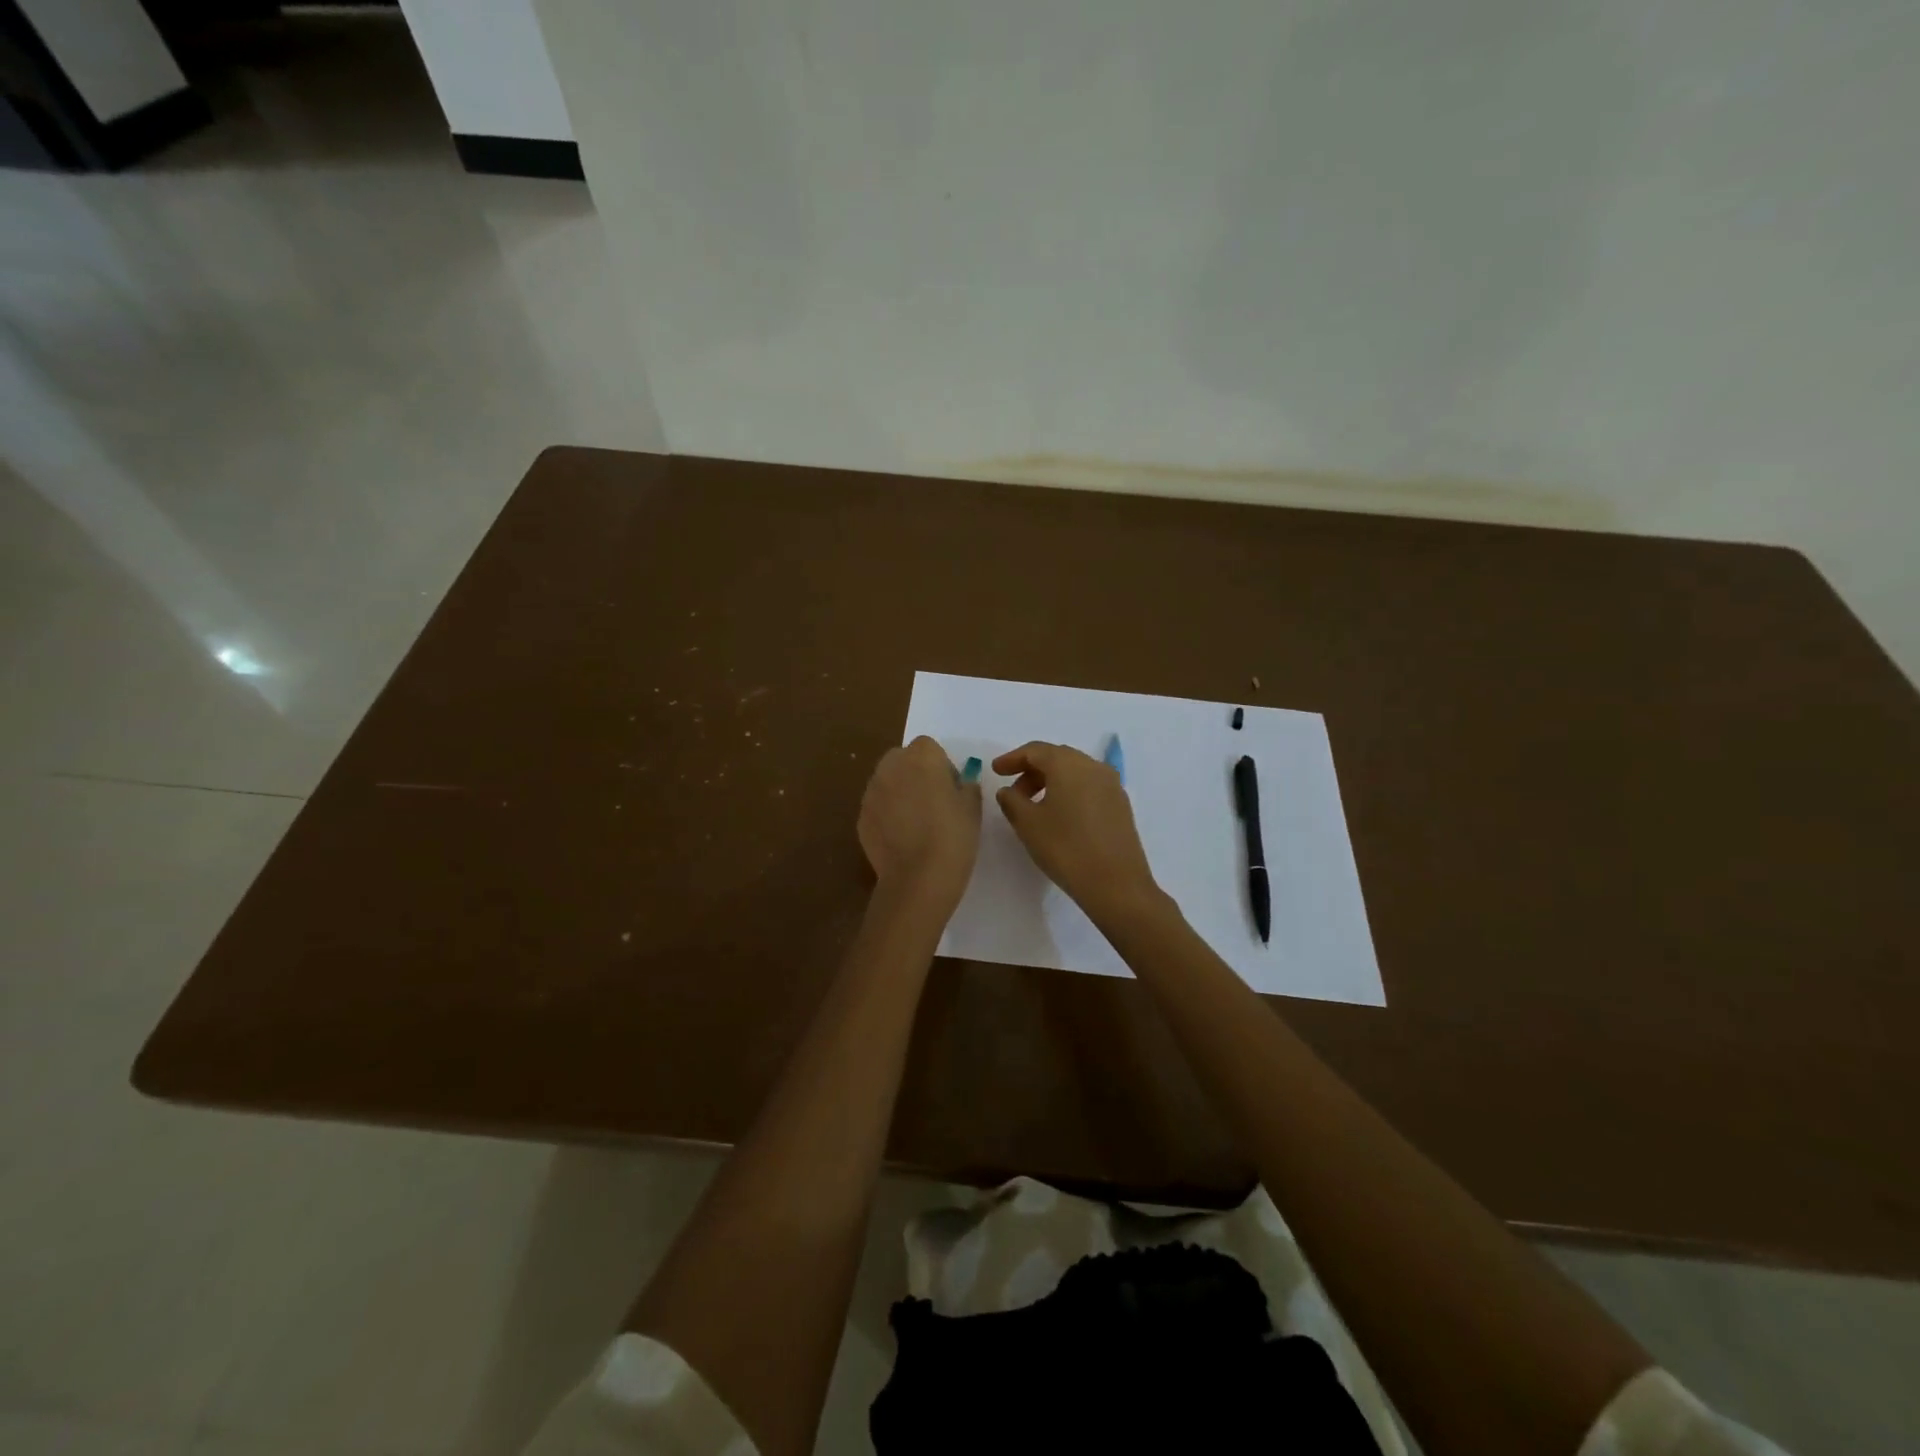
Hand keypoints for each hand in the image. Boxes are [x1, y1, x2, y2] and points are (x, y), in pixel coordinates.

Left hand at [858, 737, 981, 912]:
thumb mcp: (972, 807)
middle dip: (915, 773)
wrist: (919, 877)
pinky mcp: (861, 816)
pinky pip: (877, 806)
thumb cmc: (953, 836)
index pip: (928, 747)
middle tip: (932, 802)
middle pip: (902, 759)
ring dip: (899, 792)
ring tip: (916, 822)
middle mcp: (891, 767)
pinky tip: (901, 838)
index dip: (940, 765)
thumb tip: (959, 783)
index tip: (950, 788)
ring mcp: (872, 791)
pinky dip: (886, 815)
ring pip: (887, 782)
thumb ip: (966, 785)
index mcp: (921, 757)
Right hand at [992, 741, 1161, 928]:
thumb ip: (1011, 800)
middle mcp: (1093, 766)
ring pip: (1075, 771)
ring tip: (1034, 805)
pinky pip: (1089, 786)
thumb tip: (1008, 790)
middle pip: (1057, 757)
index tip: (995, 771)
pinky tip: (1060, 814)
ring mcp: (1111, 784)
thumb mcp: (1028, 824)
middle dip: (1032, 770)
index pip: (1035, 750)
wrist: (1116, 884)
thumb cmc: (1066, 848)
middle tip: (1013, 791)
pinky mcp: (1121, 804)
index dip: (1012, 758)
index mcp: (1069, 764)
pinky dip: (1070, 791)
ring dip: (1051, 781)